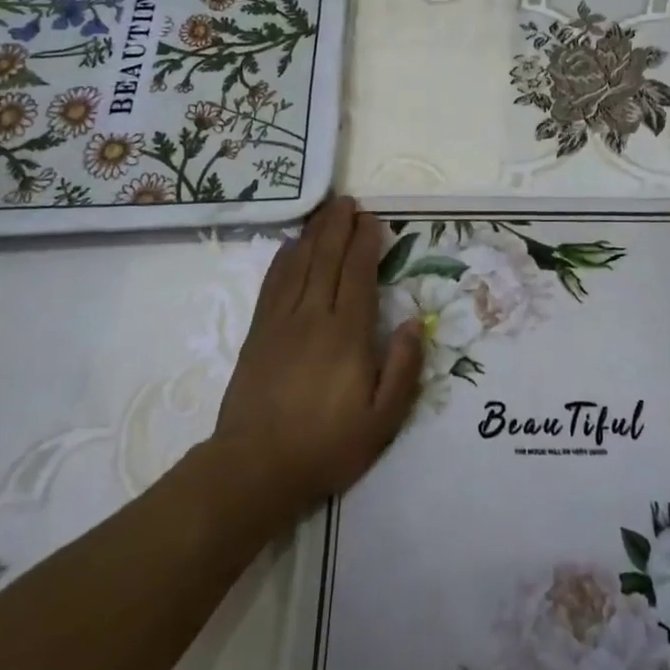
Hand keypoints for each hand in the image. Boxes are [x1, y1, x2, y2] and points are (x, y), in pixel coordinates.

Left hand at [213, 198, 422, 513]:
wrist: (255, 467)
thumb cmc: (327, 445)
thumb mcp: (383, 420)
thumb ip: (403, 368)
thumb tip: (414, 323)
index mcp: (347, 334)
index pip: (358, 273)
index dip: (365, 242)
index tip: (372, 220)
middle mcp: (313, 316)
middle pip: (326, 258)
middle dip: (338, 226)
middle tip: (348, 201)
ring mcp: (281, 321)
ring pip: (299, 264)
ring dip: (313, 234)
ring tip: (324, 211)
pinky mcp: (258, 332)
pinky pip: (272, 283)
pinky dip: (283, 258)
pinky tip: (290, 246)